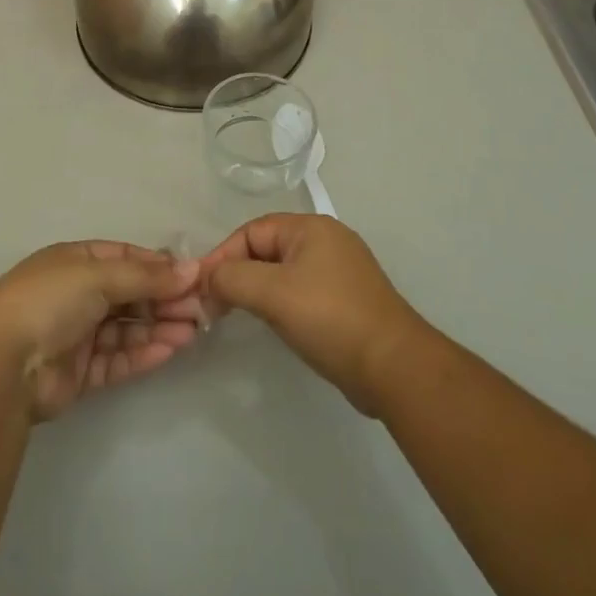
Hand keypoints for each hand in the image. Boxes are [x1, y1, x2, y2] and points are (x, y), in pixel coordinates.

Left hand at [0, 241, 205, 421]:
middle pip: (130, 293)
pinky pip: (119, 359)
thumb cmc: (49, 301)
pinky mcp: (81, 371)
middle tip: (202, 307)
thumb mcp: (98, 276)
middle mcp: (77, 294)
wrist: (3, 365)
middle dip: (164, 298)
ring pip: (128, 328)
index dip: (158, 265)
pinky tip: (171, 350)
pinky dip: (144, 354)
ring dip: (159, 327)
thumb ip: (146, 276)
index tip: (193, 275)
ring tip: (194, 330)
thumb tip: (193, 269)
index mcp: (74, 261)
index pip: (125, 257)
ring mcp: (78, 334)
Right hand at [200, 214, 428, 415]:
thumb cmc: (330, 318)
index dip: (222, 256)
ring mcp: (339, 272)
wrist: (394, 367)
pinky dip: (280, 304)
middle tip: (214, 307)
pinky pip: (300, 293)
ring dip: (257, 292)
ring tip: (236, 316)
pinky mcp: (346, 301)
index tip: (201, 289)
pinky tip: (273, 325)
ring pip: (282, 273)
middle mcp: (327, 241)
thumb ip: (232, 278)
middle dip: (237, 275)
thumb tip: (206, 279)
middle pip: (266, 250)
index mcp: (311, 227)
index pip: (252, 231)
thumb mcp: (272, 293)